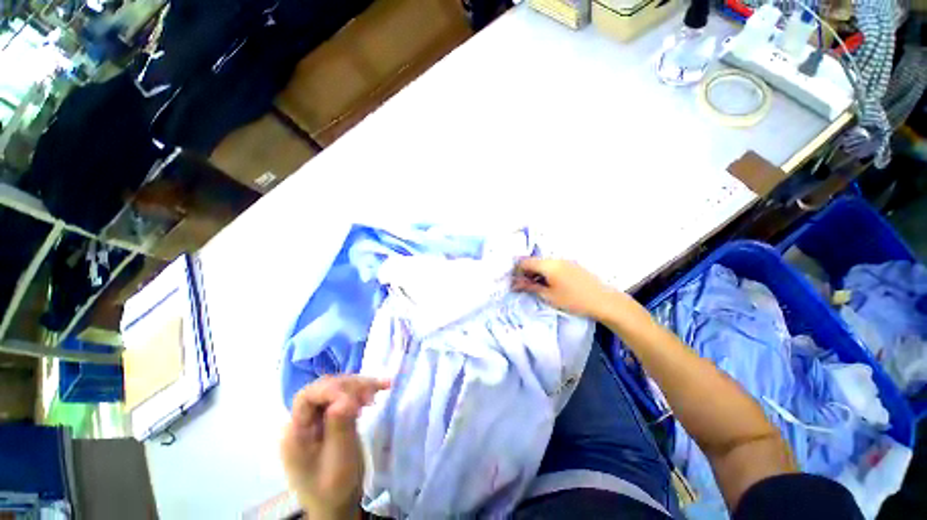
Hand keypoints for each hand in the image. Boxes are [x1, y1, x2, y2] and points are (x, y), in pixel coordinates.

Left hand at [281, 376, 389, 518]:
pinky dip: (361, 393)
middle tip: (373, 394)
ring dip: (359, 386)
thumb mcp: (339, 460)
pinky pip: (344, 399)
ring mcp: (316, 421)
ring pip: (336, 390)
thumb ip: (340, 427)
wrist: (338, 506)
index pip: (307, 397)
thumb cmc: (336, 488)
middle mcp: (303, 422)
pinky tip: (377, 391)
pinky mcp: (329, 420)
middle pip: (324, 389)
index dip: (332, 390)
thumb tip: (345, 398)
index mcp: (295, 433)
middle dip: (350, 386)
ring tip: (380, 388)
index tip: (357, 397)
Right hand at [512, 258, 619, 320]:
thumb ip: (530, 287)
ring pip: (543, 263)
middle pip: (534, 261)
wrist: (604, 301)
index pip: (525, 262)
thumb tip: (514, 283)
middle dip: (526, 273)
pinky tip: (550, 285)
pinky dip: (546, 273)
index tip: (514, 283)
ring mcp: (565, 261)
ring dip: (536, 273)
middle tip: (525, 287)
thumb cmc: (574, 300)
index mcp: (548, 265)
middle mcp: (555, 259)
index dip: (516, 271)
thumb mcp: (549, 296)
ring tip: (537, 288)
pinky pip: (553, 265)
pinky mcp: (572, 265)